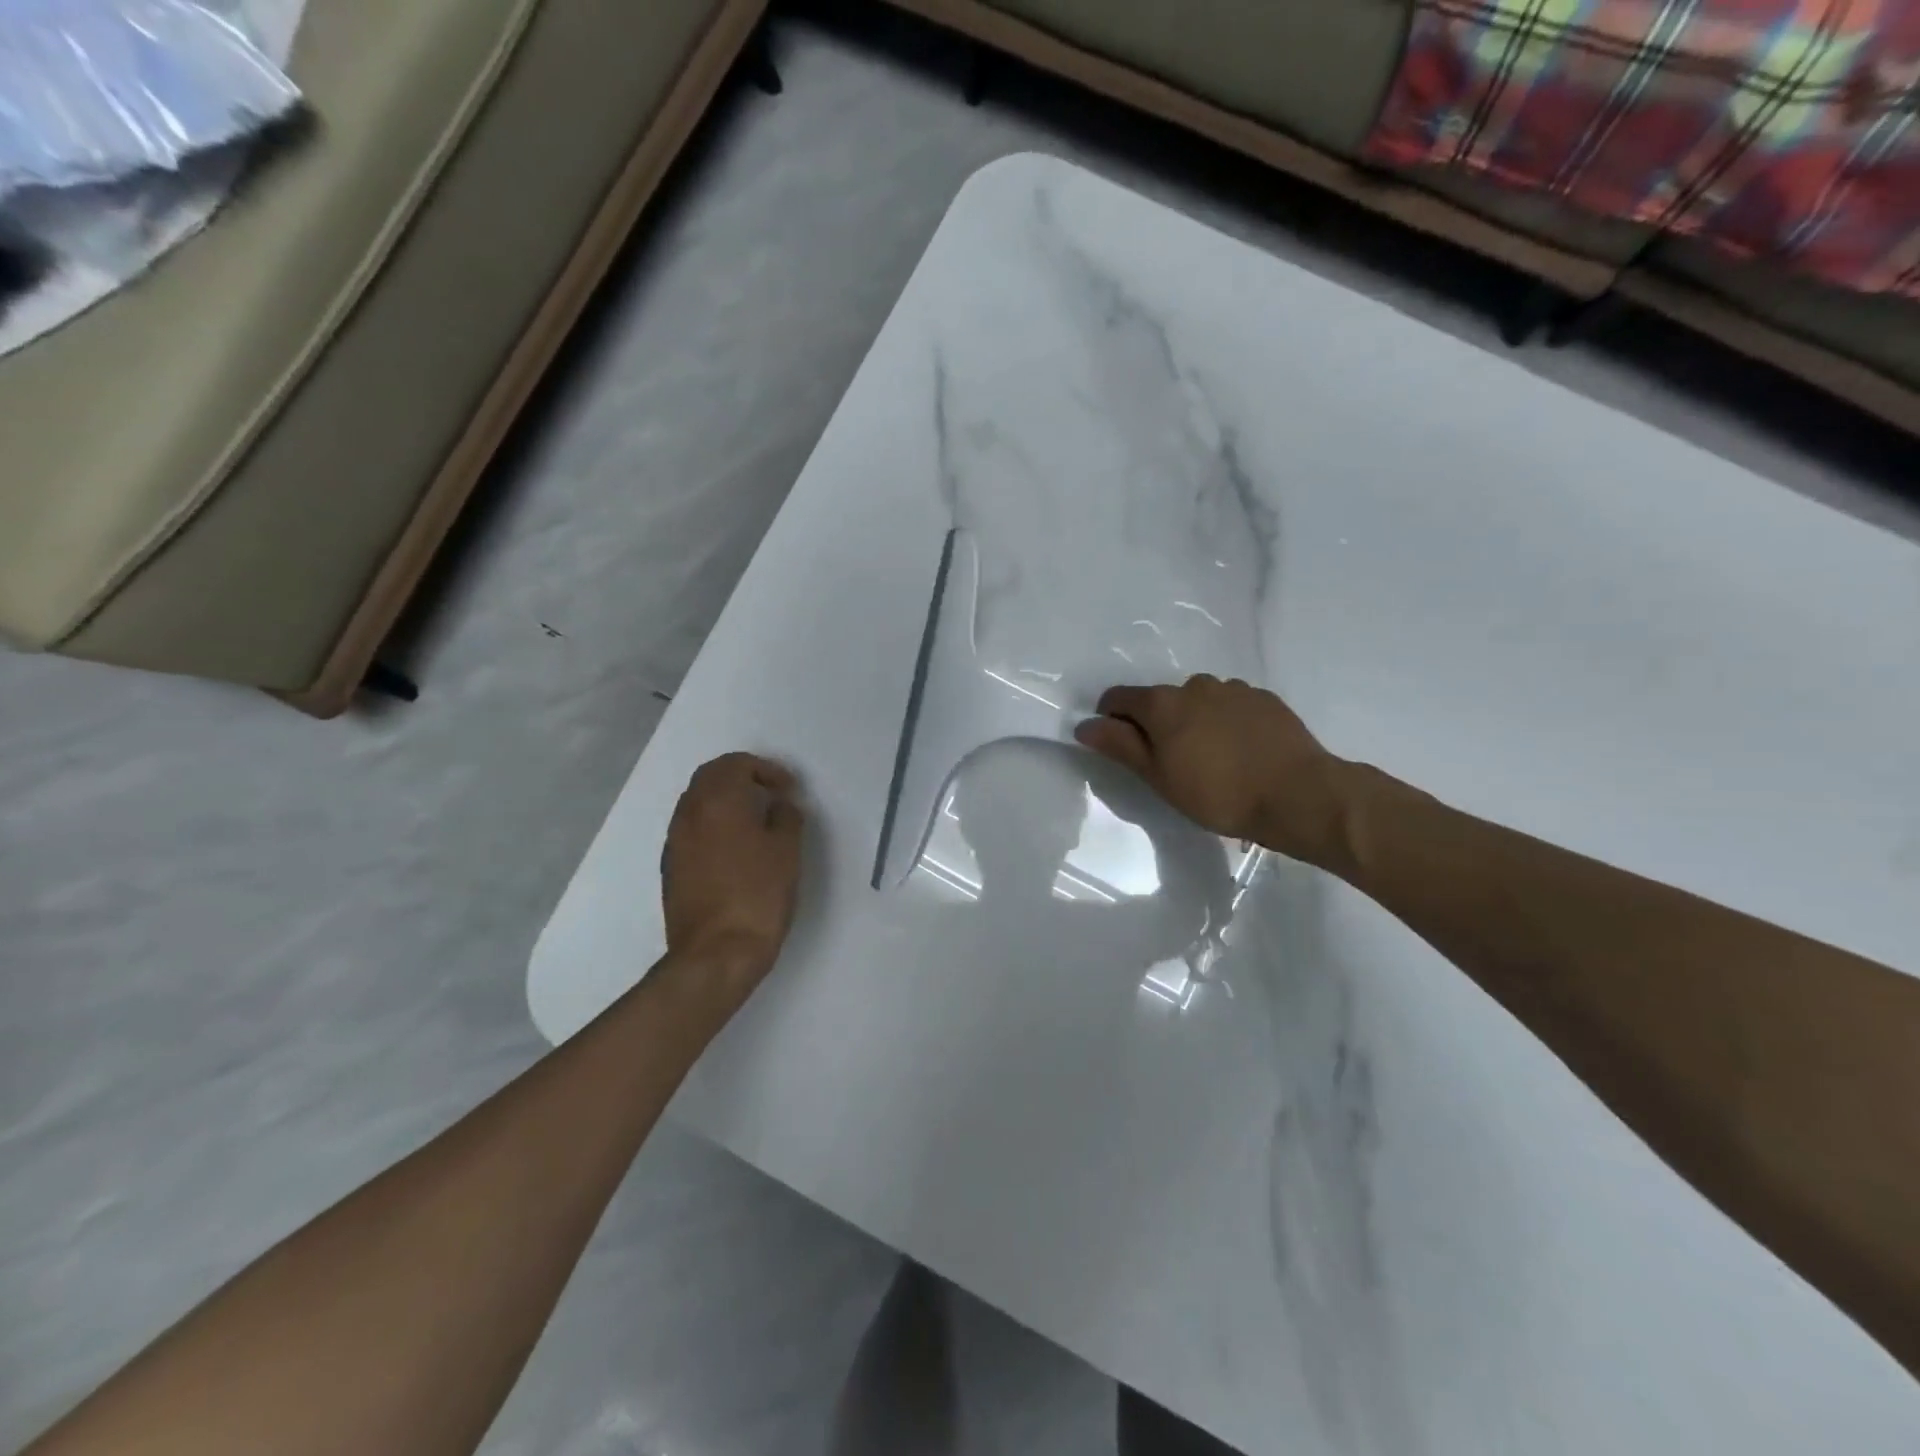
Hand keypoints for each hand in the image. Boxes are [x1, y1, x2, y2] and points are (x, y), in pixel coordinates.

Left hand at [661, 753, 805, 998]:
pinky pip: (692, 829)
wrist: (716, 953)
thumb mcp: (787, 850)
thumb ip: (786, 816)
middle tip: (771, 795)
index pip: (736, 763)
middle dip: (742, 778)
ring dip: (726, 801)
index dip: (766, 769)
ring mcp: (675, 841)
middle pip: (710, 777)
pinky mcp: (671, 867)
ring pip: (698, 802)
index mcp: (717, 801)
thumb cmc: (758, 894)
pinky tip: (736, 848)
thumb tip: (779, 805)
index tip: (789, 789)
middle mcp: (689, 813)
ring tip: (756, 821)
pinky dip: (714, 824)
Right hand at [1074, 676, 1346, 864]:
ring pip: (1198, 701)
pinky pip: (1231, 706)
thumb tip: (1084, 725)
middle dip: (1156, 724)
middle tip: (1169, 762)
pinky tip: (1240, 751)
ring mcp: (1233, 689)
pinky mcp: (1264, 699)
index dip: (1110, 719)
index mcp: (1162, 703)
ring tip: (1210, 758)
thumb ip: (1119, 746)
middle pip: (1160, 700)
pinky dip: (1226, 722)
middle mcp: (1194, 685)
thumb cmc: (1217, 793)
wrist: (1297, 795)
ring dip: (1194, 721)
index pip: (1118, 698)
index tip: (1121, 747)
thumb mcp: (1158, 776)